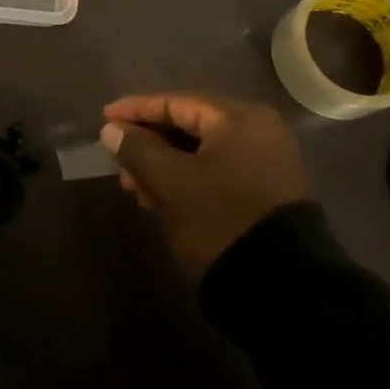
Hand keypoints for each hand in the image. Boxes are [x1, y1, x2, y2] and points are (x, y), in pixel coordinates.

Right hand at [101, 92, 307, 271]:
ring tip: (134, 185)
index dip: (136, 109)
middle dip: (150, 141)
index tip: (105, 118)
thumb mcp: (171, 183)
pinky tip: (163, 195)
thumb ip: (138, 150)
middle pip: (190, 124)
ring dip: (166, 162)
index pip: (176, 102)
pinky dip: (189, 176)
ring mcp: (267, 158)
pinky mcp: (269, 187)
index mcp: (237, 117)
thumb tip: (113, 130)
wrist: (284, 287)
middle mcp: (258, 128)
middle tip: (118, 158)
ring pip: (203, 149)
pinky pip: (219, 167)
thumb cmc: (220, 219)